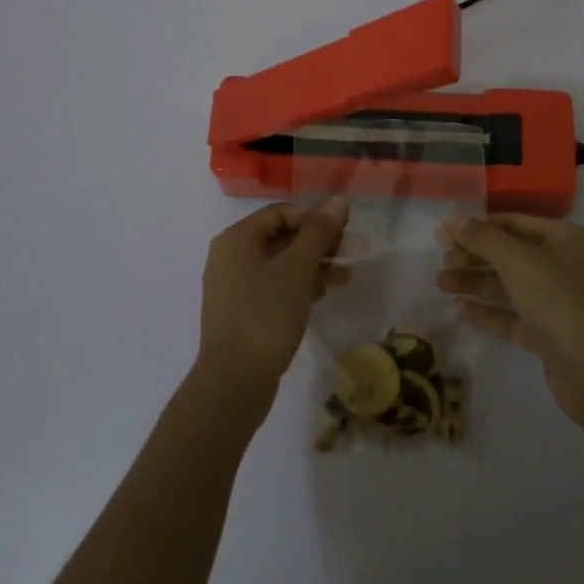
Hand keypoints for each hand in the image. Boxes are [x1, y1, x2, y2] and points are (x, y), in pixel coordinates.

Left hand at [195, 198, 351, 414]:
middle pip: (281, 237)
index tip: (344, 231)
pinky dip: (299, 286)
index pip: (281, 213)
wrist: (234, 382)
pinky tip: (324, 294)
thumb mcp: (297, 269)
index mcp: (237, 239)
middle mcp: (231, 257)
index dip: (314, 217)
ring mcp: (234, 286)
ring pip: (280, 264)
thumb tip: (337, 201)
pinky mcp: (242, 312)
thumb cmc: (266, 316)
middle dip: (319, 243)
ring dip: (314, 265)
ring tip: (346, 277)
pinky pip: (274, 286)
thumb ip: (318, 232)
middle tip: (352, 253)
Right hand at [437, 214, 583, 427]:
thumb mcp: (518, 261)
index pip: (512, 223)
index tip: (443, 235)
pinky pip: (513, 316)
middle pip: (509, 254)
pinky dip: (488, 312)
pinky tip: (460, 310)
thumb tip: (452, 220)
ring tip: (442, 284)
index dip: (477, 226)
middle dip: (474, 256)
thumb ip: (483, 238)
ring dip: (476, 282)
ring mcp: (558, 302)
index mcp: (563, 239)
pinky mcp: (550, 335)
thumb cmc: (560, 302)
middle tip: (443, 262)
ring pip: (509, 286)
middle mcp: (562, 266)